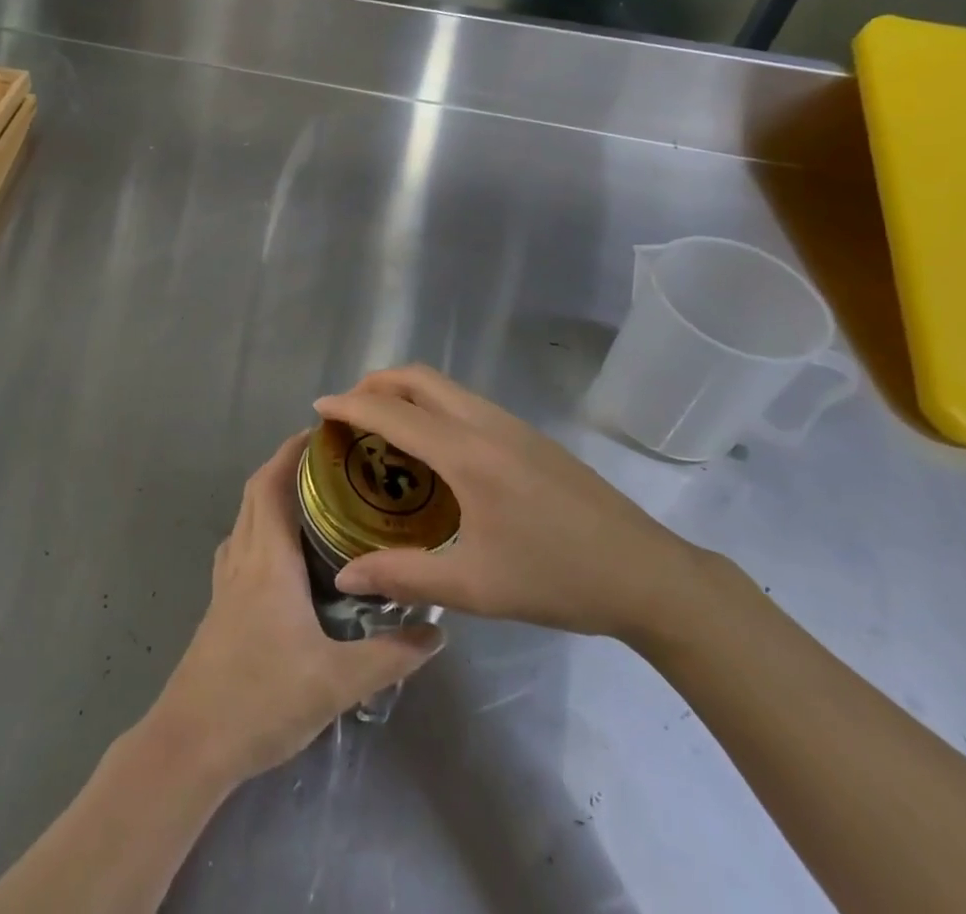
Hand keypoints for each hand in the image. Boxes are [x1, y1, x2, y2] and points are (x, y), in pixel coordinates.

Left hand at [143, 431, 443, 786]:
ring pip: (245, 519)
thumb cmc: (261, 699)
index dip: (290, 452)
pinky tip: (284, 558)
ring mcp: (225, 582)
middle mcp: (242, 558)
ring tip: (312, 501)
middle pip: (255, 493)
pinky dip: (260, 530)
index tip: (321, 434)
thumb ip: (389, 656)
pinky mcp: (220, 606)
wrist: (192, 743)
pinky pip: (241, 547)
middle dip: (284, 467)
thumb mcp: (336, 682)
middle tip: (328, 464)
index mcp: (267, 560)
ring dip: (270, 497)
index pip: (271, 484)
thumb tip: (436, 632)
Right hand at [314, 366, 710, 643]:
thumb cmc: (557, 579)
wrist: (648, 575)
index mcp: (467, 453)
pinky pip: (464, 401)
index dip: (350, 406)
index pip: (393, 413)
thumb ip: (404, 577)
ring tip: (383, 429)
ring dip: (405, 392)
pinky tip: (433, 449)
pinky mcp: (528, 435)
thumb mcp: (475, 588)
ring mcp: (511, 424)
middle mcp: (485, 423)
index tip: (318, 409)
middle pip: (417, 377)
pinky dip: (431, 404)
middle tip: (349, 414)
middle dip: (375, 385)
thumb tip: (345, 577)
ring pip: (443, 385)